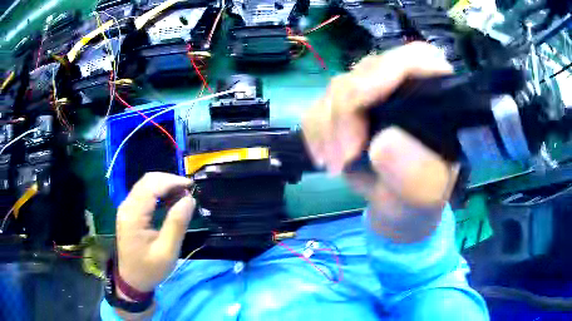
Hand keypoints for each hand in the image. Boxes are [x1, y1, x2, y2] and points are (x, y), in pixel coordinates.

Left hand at [116, 172, 194, 293]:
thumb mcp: (167, 251)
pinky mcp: (128, 212)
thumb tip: (189, 199)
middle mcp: (126, 206)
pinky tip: (169, 200)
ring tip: (182, 195)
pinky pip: (143, 193)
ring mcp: (126, 208)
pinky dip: (158, 192)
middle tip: (188, 191)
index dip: (172, 181)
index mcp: (133, 215)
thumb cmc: (150, 269)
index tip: (191, 186)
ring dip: (164, 185)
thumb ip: (177, 224)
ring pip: (145, 185)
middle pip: (147, 181)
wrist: (132, 280)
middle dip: (169, 181)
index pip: (152, 186)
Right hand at [302, 42, 459, 241]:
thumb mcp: (426, 195)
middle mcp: (405, 86)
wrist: (396, 207)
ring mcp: (374, 94)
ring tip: (335, 166)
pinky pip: (319, 104)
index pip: (417, 58)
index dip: (387, 72)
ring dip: (328, 128)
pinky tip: (324, 157)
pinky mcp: (349, 107)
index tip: (360, 108)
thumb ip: (417, 174)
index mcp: (437, 97)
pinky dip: (315, 131)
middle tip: (342, 159)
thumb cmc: (418, 199)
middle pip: (368, 71)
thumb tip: (383, 144)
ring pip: (338, 87)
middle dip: (347, 114)